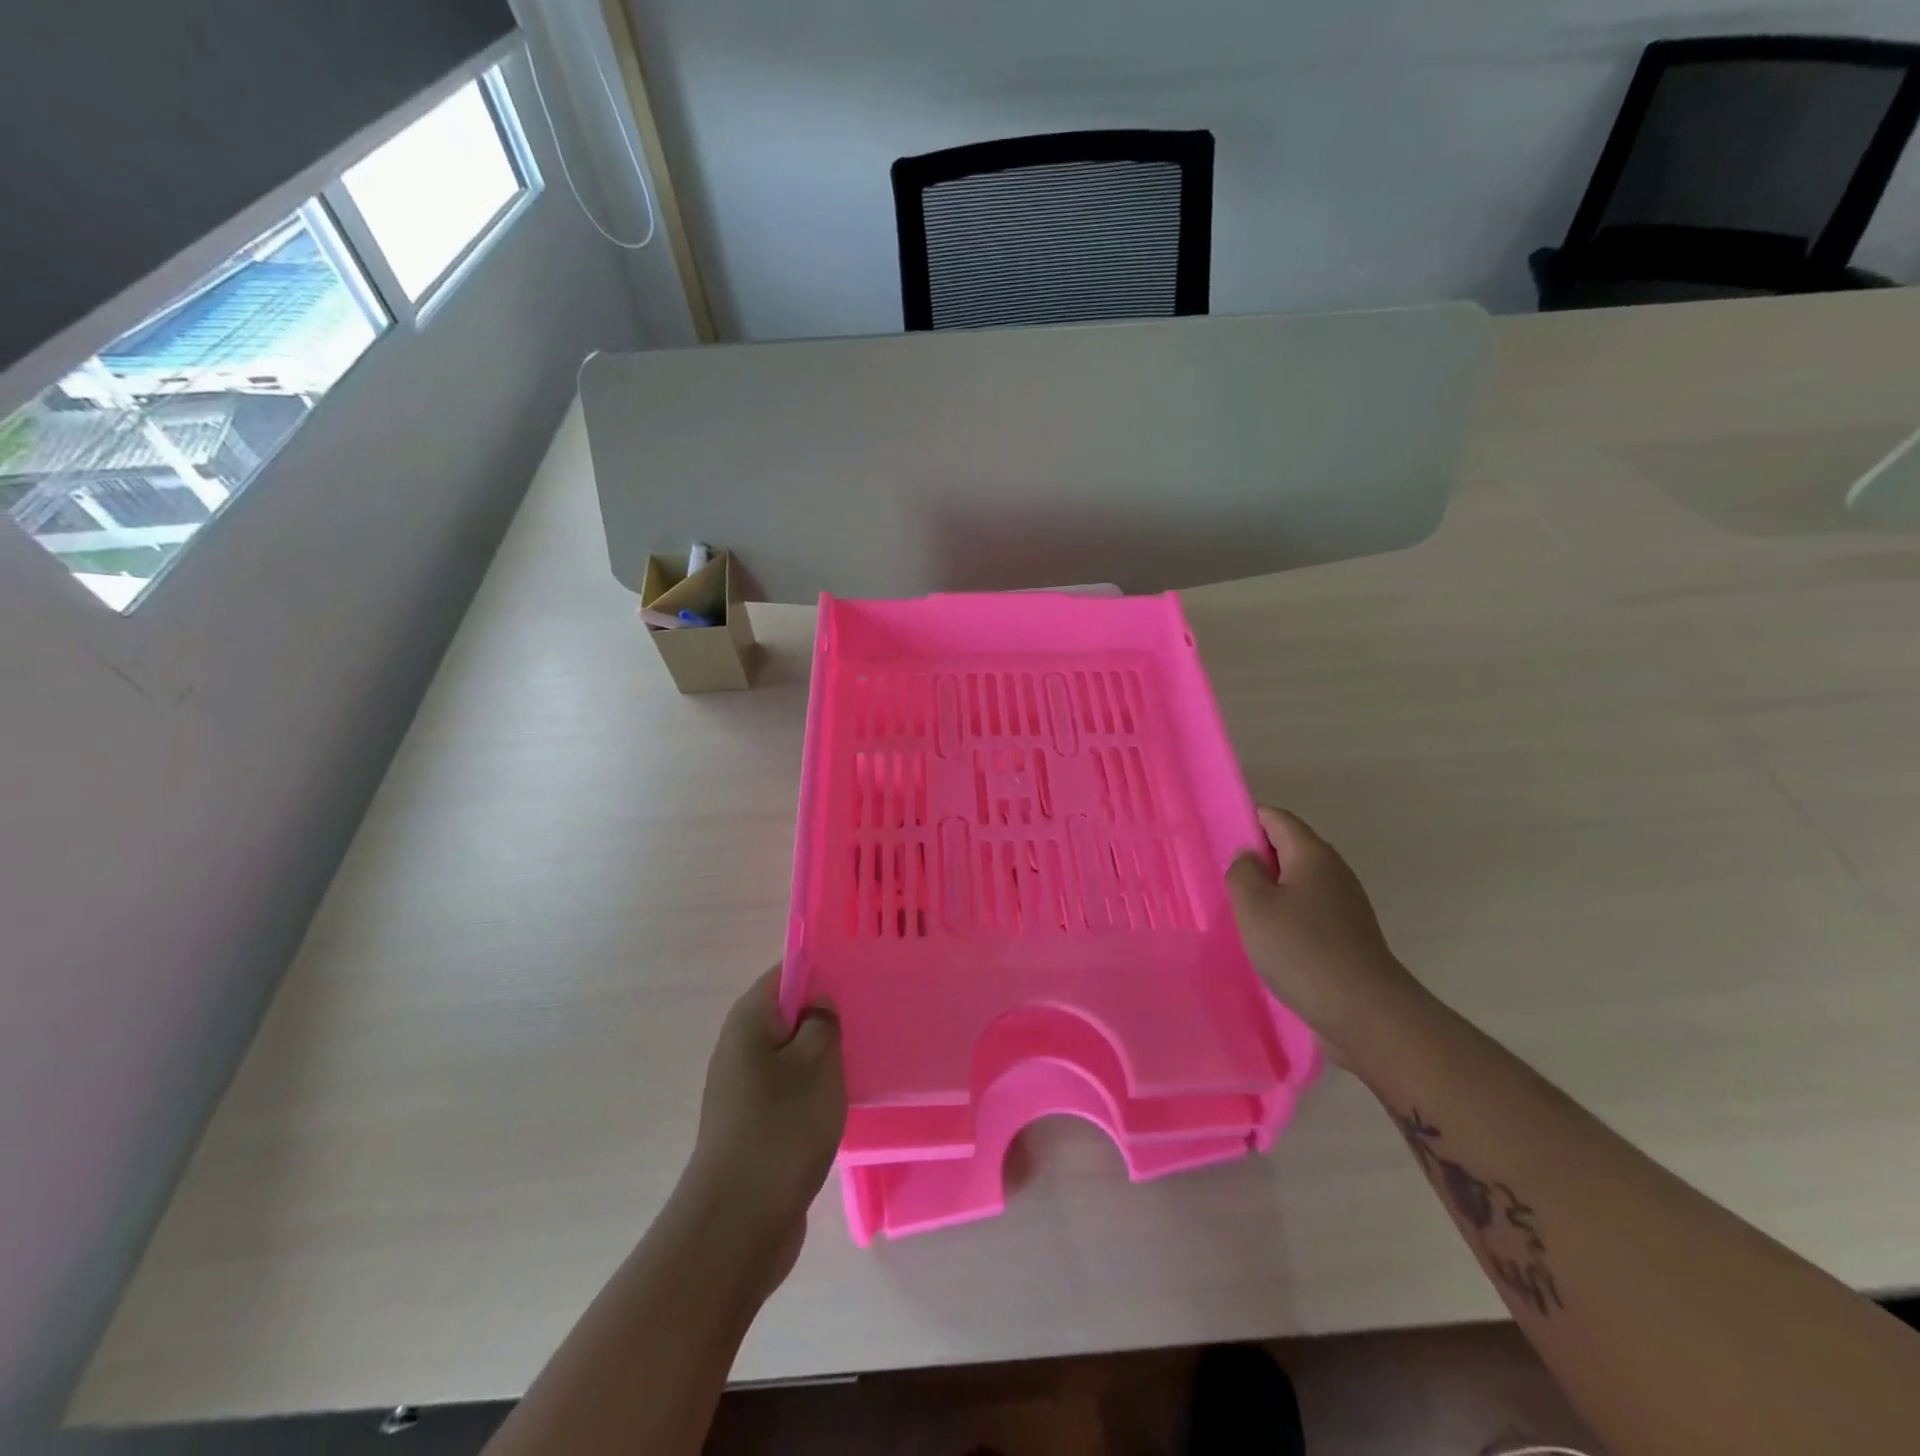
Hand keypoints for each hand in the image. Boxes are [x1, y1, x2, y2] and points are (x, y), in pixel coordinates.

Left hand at [683, 967, 845, 1279]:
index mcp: (749, 1019)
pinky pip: (790, 1086)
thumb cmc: (781, 1128)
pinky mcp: (755, 1122)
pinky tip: (846, 1095)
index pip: (786, 972)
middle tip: (871, 1013)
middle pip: (789, 1011)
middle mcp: (740, 1046)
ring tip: (866, 1051)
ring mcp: (745, 1087)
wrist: (737, 1224)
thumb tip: (819, 1002)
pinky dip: (816, 1085)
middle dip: (827, 1012)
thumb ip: (823, 1021)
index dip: (821, 968)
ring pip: (792, 1052)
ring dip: (824, 1052)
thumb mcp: (816, 1063)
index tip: (860, 973)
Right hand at [1227, 805, 1419, 1063]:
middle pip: (1289, 848)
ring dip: (1271, 891)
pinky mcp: (1349, 934)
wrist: (1365, 1011)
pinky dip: (1287, 916)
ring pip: (1299, 882)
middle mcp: (1334, 870)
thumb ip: (1242, 872)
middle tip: (1224, 879)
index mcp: (1311, 853)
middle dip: (1257, 858)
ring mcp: (1346, 904)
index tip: (1219, 839)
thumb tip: (1249, 858)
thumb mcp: (1253, 905)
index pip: (1276, 817)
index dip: (1247, 820)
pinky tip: (1270, 940)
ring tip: (1242, 912)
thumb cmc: (1301, 949)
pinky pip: (1309, 910)